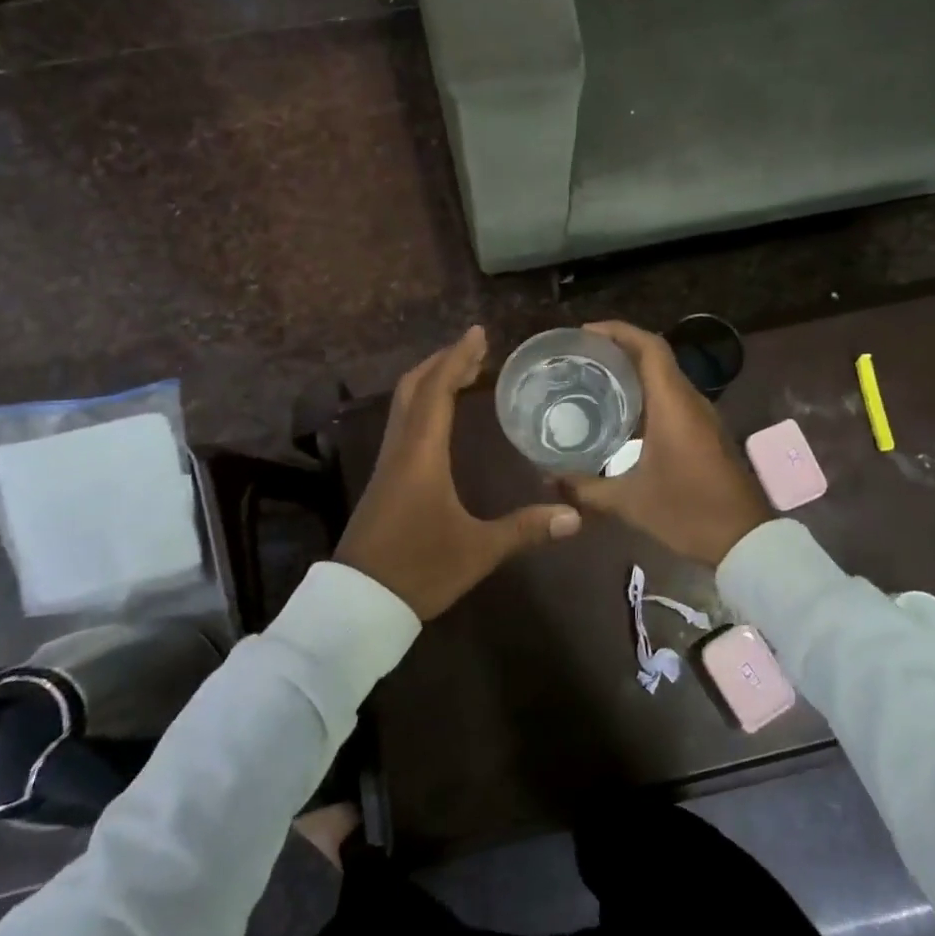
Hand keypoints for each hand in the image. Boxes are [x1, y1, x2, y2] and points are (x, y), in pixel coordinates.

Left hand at [335, 326, 581, 618]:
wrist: (359, 603)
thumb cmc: (419, 570)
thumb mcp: (478, 550)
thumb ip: (525, 529)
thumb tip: (574, 515)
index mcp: (421, 455)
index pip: (437, 392)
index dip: (457, 358)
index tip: (477, 333)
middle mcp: (400, 449)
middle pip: (414, 387)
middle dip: (443, 361)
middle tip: (475, 348)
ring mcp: (387, 463)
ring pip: (403, 404)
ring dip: (430, 380)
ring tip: (462, 372)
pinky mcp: (384, 479)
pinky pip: (402, 423)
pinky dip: (423, 403)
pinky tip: (441, 416)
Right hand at [559, 321, 771, 565]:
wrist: (744, 540)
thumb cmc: (687, 512)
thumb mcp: (629, 502)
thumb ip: (586, 488)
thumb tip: (549, 478)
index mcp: (673, 405)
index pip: (650, 347)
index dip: (619, 331)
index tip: (585, 333)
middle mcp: (690, 401)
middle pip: (655, 356)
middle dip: (619, 348)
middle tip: (580, 356)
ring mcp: (701, 416)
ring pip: (665, 377)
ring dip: (633, 371)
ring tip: (593, 378)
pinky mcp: (705, 432)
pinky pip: (672, 397)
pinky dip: (645, 393)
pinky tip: (620, 414)